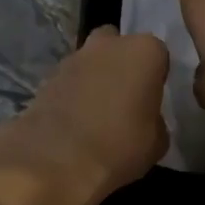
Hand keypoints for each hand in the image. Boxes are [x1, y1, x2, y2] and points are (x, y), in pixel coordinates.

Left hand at [0, 27, 169, 204]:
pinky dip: (73, 93)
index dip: (155, 77)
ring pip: (91, 61)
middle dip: (121, 65)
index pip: (158, 55)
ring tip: (97, 113)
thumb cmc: (120, 146)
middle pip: (119, 46)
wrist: (57, 161)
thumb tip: (147, 120)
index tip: (152, 99)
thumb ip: (155, 120)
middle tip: (125, 98)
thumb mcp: (157, 142)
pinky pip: (69, 80)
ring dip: (95, 77)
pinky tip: (75, 120)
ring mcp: (73, 58)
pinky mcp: (46, 76)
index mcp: (143, 51)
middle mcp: (108, 44)